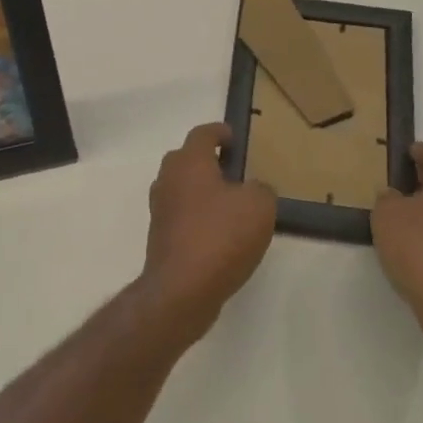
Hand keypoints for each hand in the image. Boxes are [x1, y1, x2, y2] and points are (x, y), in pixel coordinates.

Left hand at [138, 123, 276, 345]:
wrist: (181, 289)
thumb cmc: (220, 236)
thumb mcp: (259, 206)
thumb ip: (261, 189)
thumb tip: (254, 190)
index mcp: (189, 161)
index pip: (202, 134)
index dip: (219, 132)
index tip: (234, 138)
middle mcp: (168, 178)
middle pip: (187, 159)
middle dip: (208, 161)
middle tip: (234, 171)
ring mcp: (161, 208)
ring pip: (182, 188)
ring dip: (202, 190)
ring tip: (231, 205)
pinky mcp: (160, 237)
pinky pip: (181, 215)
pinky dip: (198, 216)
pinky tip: (219, 233)